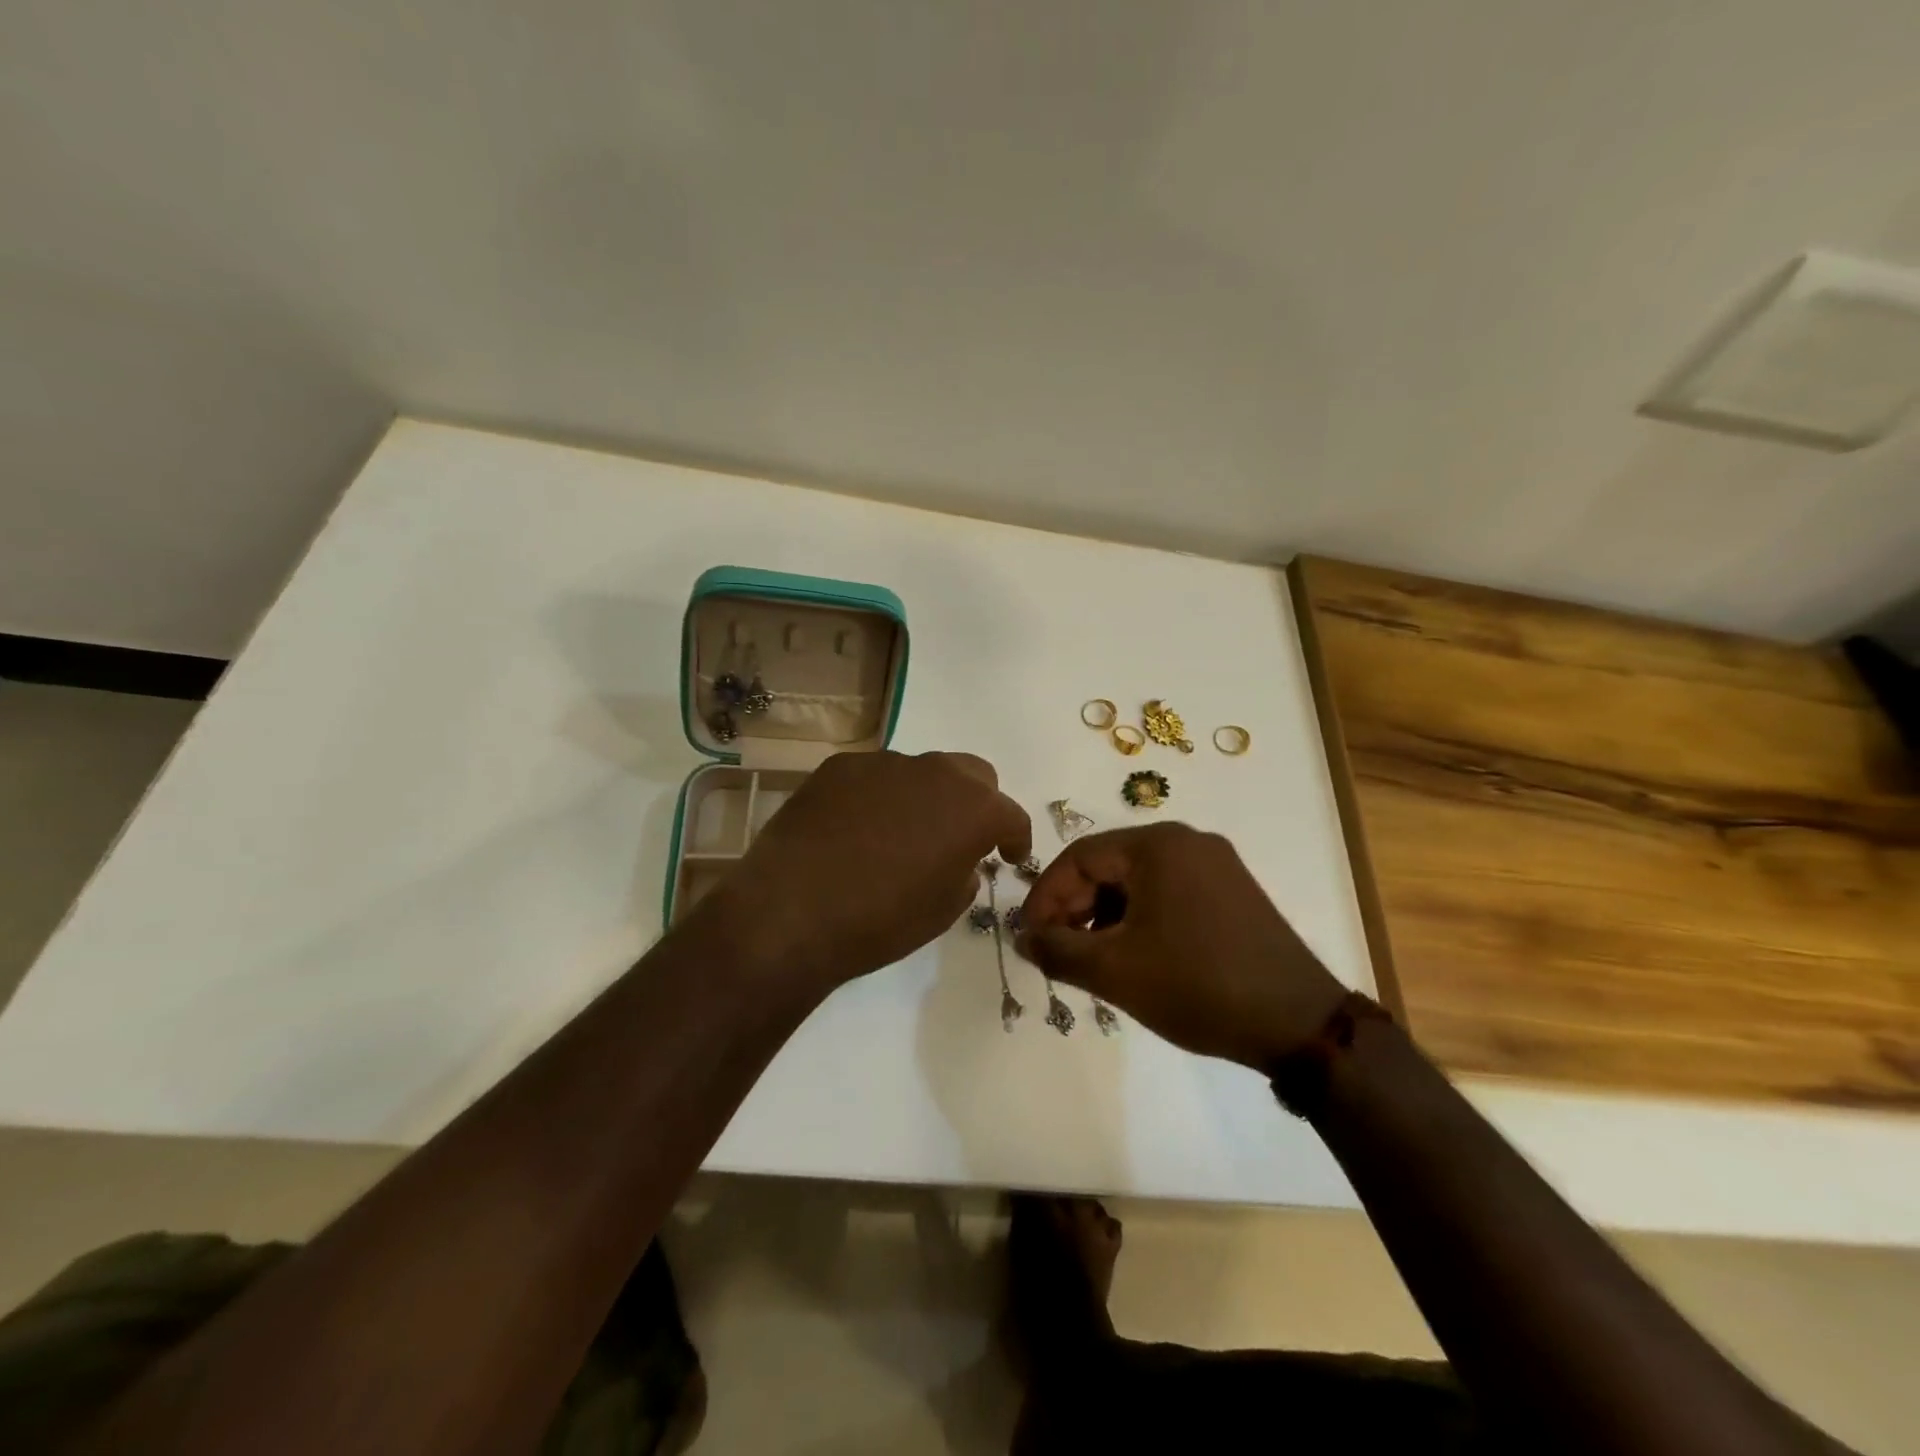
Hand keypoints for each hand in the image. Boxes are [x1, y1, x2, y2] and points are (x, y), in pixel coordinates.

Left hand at [700, 750, 1030, 991]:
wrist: (792, 911)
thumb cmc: (880, 921)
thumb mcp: (943, 910)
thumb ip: (965, 873)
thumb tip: (961, 859)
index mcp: (972, 808)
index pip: (1011, 814)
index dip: (1016, 837)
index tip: (1010, 856)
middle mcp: (935, 772)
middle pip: (973, 774)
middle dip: (977, 802)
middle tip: (962, 836)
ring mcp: (884, 763)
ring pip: (921, 771)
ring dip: (924, 797)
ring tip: (900, 834)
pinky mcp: (840, 766)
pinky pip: (874, 776)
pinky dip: (879, 796)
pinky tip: (856, 829)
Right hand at [1015, 823, 1346, 1069]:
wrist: (1300, 1024)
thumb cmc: (1197, 986)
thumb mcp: (1114, 971)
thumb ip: (1057, 951)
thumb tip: (1024, 939)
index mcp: (1158, 845)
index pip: (1079, 857)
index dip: (1045, 896)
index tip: (1029, 936)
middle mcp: (1188, 841)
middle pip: (1109, 865)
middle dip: (1075, 907)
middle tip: (1058, 950)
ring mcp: (1216, 865)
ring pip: (1138, 881)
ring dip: (1106, 915)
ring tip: (1092, 959)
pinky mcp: (1233, 891)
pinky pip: (1169, 892)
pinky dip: (1140, 918)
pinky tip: (1134, 955)